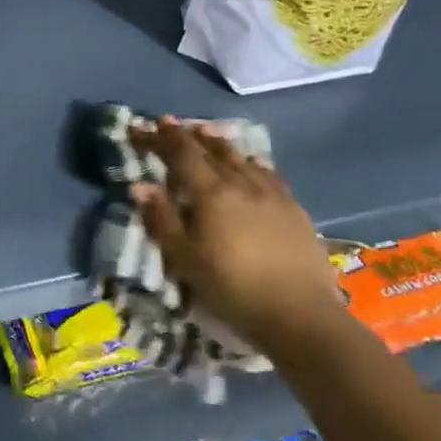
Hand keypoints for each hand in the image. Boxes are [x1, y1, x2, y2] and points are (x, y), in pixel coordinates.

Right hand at [129, 119, 342, 354]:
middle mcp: (241, 183)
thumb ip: (161, 219)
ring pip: (241, 157)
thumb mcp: (185, 259)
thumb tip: (139, 185)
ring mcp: (272, 194)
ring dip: (218, 143)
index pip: (179, 154)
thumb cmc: (232, 289)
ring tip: (206, 132)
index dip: (158, 138)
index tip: (140, 127)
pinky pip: (268, 174)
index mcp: (211, 193)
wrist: (300, 315)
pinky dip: (252, 162)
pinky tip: (253, 163)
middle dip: (186, 135)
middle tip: (169, 124)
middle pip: (210, 150)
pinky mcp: (295, 209)